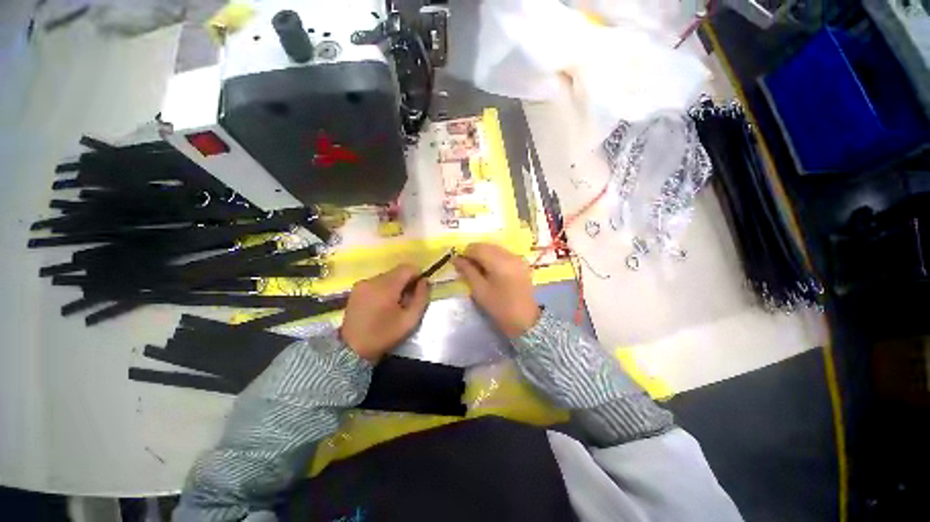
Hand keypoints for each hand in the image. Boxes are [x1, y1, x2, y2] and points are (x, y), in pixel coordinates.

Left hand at [340, 264, 428, 361]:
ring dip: (395, 285)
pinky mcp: (356, 289)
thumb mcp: (410, 320)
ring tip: (394, 304)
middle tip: (407, 300)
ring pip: (387, 276)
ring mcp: (362, 284)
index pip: (407, 268)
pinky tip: (381, 305)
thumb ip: (421, 297)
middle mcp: (372, 280)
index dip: (417, 275)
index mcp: (386, 287)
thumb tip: (425, 281)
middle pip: (397, 271)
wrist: (352, 350)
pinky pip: (376, 282)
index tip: (419, 290)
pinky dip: (383, 289)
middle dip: (406, 282)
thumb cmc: (384, 335)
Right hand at [452, 243, 539, 337]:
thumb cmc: (500, 307)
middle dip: (474, 253)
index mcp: (499, 261)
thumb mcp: (479, 290)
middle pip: (486, 245)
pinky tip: (491, 270)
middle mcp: (509, 254)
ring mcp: (517, 258)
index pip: (477, 247)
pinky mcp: (521, 262)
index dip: (465, 253)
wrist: (526, 320)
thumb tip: (456, 258)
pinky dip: (494, 257)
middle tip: (467, 267)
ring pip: (495, 248)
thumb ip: (467, 271)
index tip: (459, 264)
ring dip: (484, 254)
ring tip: (478, 269)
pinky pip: (503, 253)